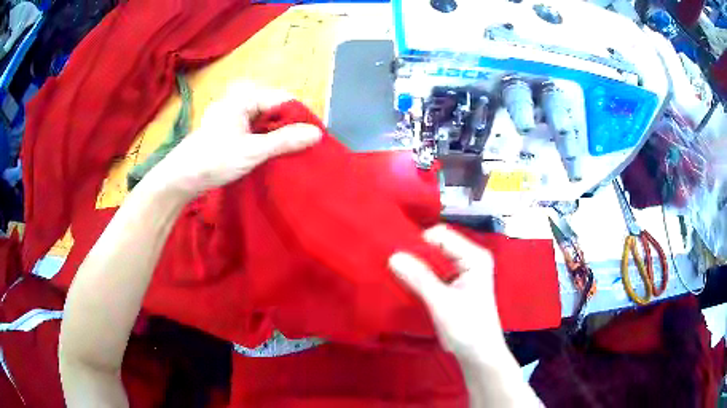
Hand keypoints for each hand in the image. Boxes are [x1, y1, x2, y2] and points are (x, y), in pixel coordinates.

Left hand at [155, 81, 321, 195]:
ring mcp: (232, 117)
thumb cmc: (214, 160)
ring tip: (292, 152)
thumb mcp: (252, 151)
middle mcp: (238, 102)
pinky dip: (265, 140)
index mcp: (243, 98)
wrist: (180, 179)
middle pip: (273, 109)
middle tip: (304, 147)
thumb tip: (317, 133)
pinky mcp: (228, 131)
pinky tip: (272, 154)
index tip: (314, 137)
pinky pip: (254, 130)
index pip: (282, 100)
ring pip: (264, 121)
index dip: (300, 118)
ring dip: (277, 135)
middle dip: (289, 127)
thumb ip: (285, 141)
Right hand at [389, 225, 503, 362]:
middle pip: (437, 245)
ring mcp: (464, 271)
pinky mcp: (456, 283)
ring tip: (399, 276)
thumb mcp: (442, 303)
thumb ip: (419, 278)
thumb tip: (393, 256)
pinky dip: (421, 276)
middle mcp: (470, 258)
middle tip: (394, 268)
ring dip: (416, 267)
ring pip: (433, 259)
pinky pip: (434, 271)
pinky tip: (409, 285)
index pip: (441, 236)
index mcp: (474, 257)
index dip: (419, 244)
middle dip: (416, 255)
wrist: (479, 354)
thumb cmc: (467, 329)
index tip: (399, 260)